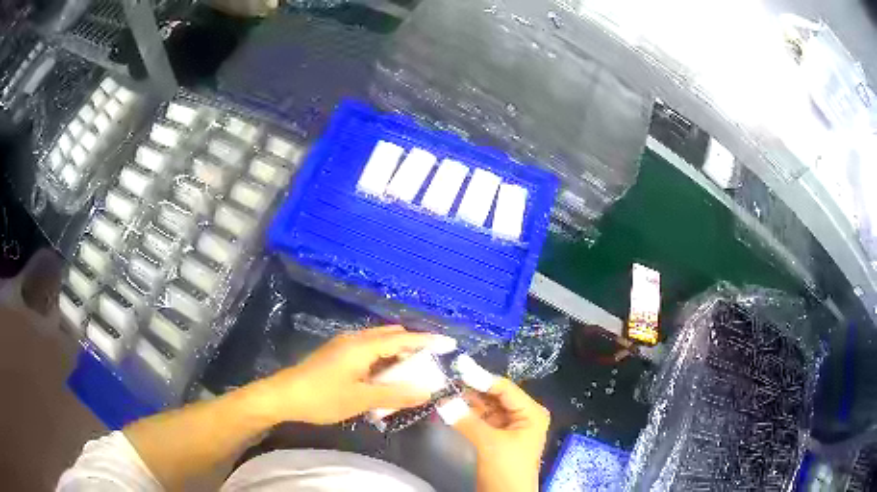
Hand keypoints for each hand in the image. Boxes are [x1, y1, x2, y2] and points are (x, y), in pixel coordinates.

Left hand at [262, 325, 456, 424]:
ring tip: (412, 369)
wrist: (284, 396)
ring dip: (397, 353)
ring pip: (378, 342)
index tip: (449, 344)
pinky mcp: (336, 354)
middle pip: (391, 336)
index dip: (427, 341)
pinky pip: (368, 350)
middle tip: (431, 361)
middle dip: (413, 346)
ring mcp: (343, 345)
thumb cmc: (323, 397)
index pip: (403, 339)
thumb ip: (395, 395)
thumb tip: (427, 391)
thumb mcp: (361, 399)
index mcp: (363, 346)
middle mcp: (355, 339)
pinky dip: (383, 358)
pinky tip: (384, 374)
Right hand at [449, 367, 549, 491]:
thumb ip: (466, 420)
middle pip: (494, 396)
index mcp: (530, 412)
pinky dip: (465, 414)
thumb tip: (442, 400)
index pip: (504, 388)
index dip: (480, 377)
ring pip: (485, 407)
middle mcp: (521, 415)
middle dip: (471, 388)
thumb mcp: (489, 444)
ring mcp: (508, 426)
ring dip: (466, 400)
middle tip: (445, 376)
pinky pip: (480, 419)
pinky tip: (449, 406)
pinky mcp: (495, 437)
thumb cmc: (507, 469)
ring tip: (442, 387)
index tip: (457, 365)